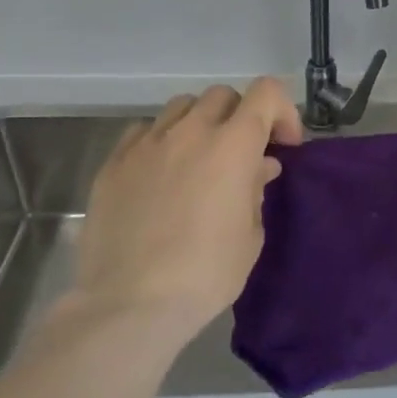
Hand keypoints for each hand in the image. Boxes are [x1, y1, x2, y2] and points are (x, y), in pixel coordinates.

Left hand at [68, 78, 302, 342]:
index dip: (281, 111)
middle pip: (223, 95)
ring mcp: (147, 144)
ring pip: (181, 106)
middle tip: (242, 154)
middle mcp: (191, 131)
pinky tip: (160, 173)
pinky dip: (161, 141)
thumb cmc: (205, 274)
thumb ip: (256, 189)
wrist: (129, 306)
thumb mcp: (251, 235)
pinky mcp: (113, 163)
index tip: (283, 145)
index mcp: (233, 145)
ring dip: (200, 123)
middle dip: (240, 116)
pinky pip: (144, 131)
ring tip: (199, 158)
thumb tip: (259, 166)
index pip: (266, 92)